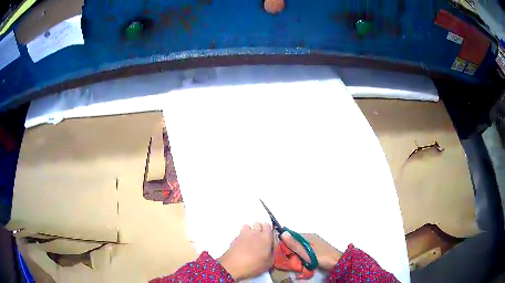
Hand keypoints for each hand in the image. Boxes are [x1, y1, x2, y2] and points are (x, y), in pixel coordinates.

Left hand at [218, 223, 273, 280]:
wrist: (234, 266)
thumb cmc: (255, 265)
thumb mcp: (270, 261)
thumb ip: (273, 250)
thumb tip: (272, 245)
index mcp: (265, 237)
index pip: (268, 225)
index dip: (268, 230)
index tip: (268, 237)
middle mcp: (254, 233)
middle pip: (257, 224)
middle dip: (259, 229)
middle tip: (260, 239)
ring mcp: (243, 234)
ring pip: (247, 226)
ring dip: (249, 231)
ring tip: (250, 241)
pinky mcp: (234, 238)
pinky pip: (240, 234)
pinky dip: (242, 237)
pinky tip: (242, 246)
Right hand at [281, 232, 341, 270]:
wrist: (337, 262)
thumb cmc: (321, 257)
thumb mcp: (306, 252)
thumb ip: (295, 244)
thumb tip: (282, 233)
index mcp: (309, 236)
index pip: (292, 235)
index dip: (285, 241)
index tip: (279, 249)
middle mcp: (311, 237)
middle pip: (296, 241)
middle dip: (290, 247)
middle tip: (284, 256)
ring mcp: (314, 243)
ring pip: (300, 246)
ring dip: (295, 251)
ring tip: (290, 259)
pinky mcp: (316, 249)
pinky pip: (305, 249)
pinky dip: (301, 254)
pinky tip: (298, 259)